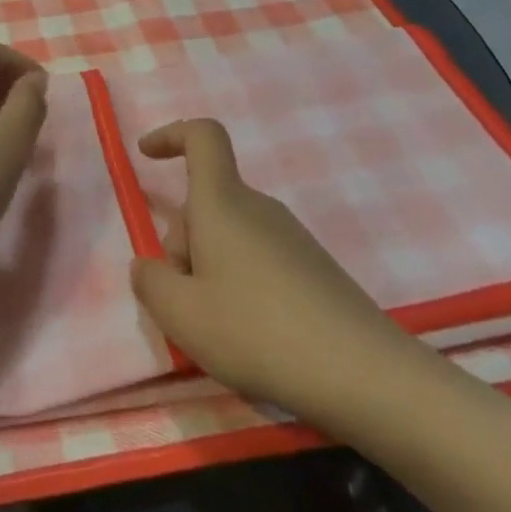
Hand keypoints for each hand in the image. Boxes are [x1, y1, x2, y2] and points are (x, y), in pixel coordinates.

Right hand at [130, 118, 421, 430]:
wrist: (365, 376)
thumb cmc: (258, 332)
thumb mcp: (182, 316)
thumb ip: (150, 282)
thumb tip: (147, 266)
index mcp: (222, 202)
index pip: (202, 137)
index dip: (171, 135)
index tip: (146, 156)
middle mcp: (258, 207)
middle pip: (206, 203)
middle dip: (182, 243)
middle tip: (184, 303)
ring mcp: (290, 237)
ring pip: (229, 236)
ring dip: (209, 269)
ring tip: (219, 329)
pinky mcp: (313, 269)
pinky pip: (257, 259)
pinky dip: (240, 286)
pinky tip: (254, 337)